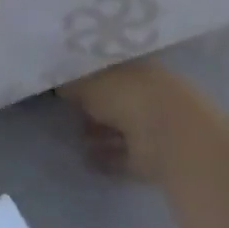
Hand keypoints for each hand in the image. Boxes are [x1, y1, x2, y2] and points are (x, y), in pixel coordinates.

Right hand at [63, 60, 213, 182]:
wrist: (170, 138)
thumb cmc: (128, 97)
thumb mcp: (90, 82)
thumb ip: (72, 83)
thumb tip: (58, 84)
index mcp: (136, 66)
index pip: (109, 67)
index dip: (88, 73)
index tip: (66, 81)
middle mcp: (146, 92)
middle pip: (114, 98)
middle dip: (93, 105)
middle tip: (67, 111)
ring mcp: (152, 126)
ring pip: (120, 128)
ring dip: (99, 133)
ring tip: (74, 138)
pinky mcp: (153, 157)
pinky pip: (124, 156)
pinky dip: (107, 158)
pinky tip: (86, 160)